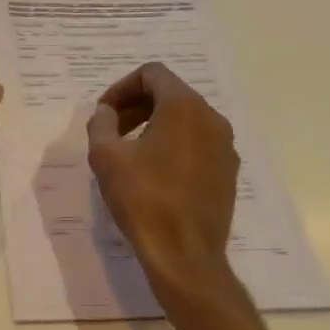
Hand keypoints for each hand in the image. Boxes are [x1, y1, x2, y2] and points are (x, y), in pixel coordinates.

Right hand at [86, 62, 240, 295]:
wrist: (185, 254)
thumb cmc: (143, 199)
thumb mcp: (106, 156)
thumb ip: (101, 123)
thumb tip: (106, 113)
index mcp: (184, 107)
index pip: (152, 74)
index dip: (121, 87)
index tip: (104, 113)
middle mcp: (212, 119)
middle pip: (170, 94)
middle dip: (137, 105)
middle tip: (111, 129)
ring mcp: (225, 146)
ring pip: (185, 119)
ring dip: (154, 124)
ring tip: (129, 152)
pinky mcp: (228, 171)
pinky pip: (197, 143)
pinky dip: (173, 145)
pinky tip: (153, 173)